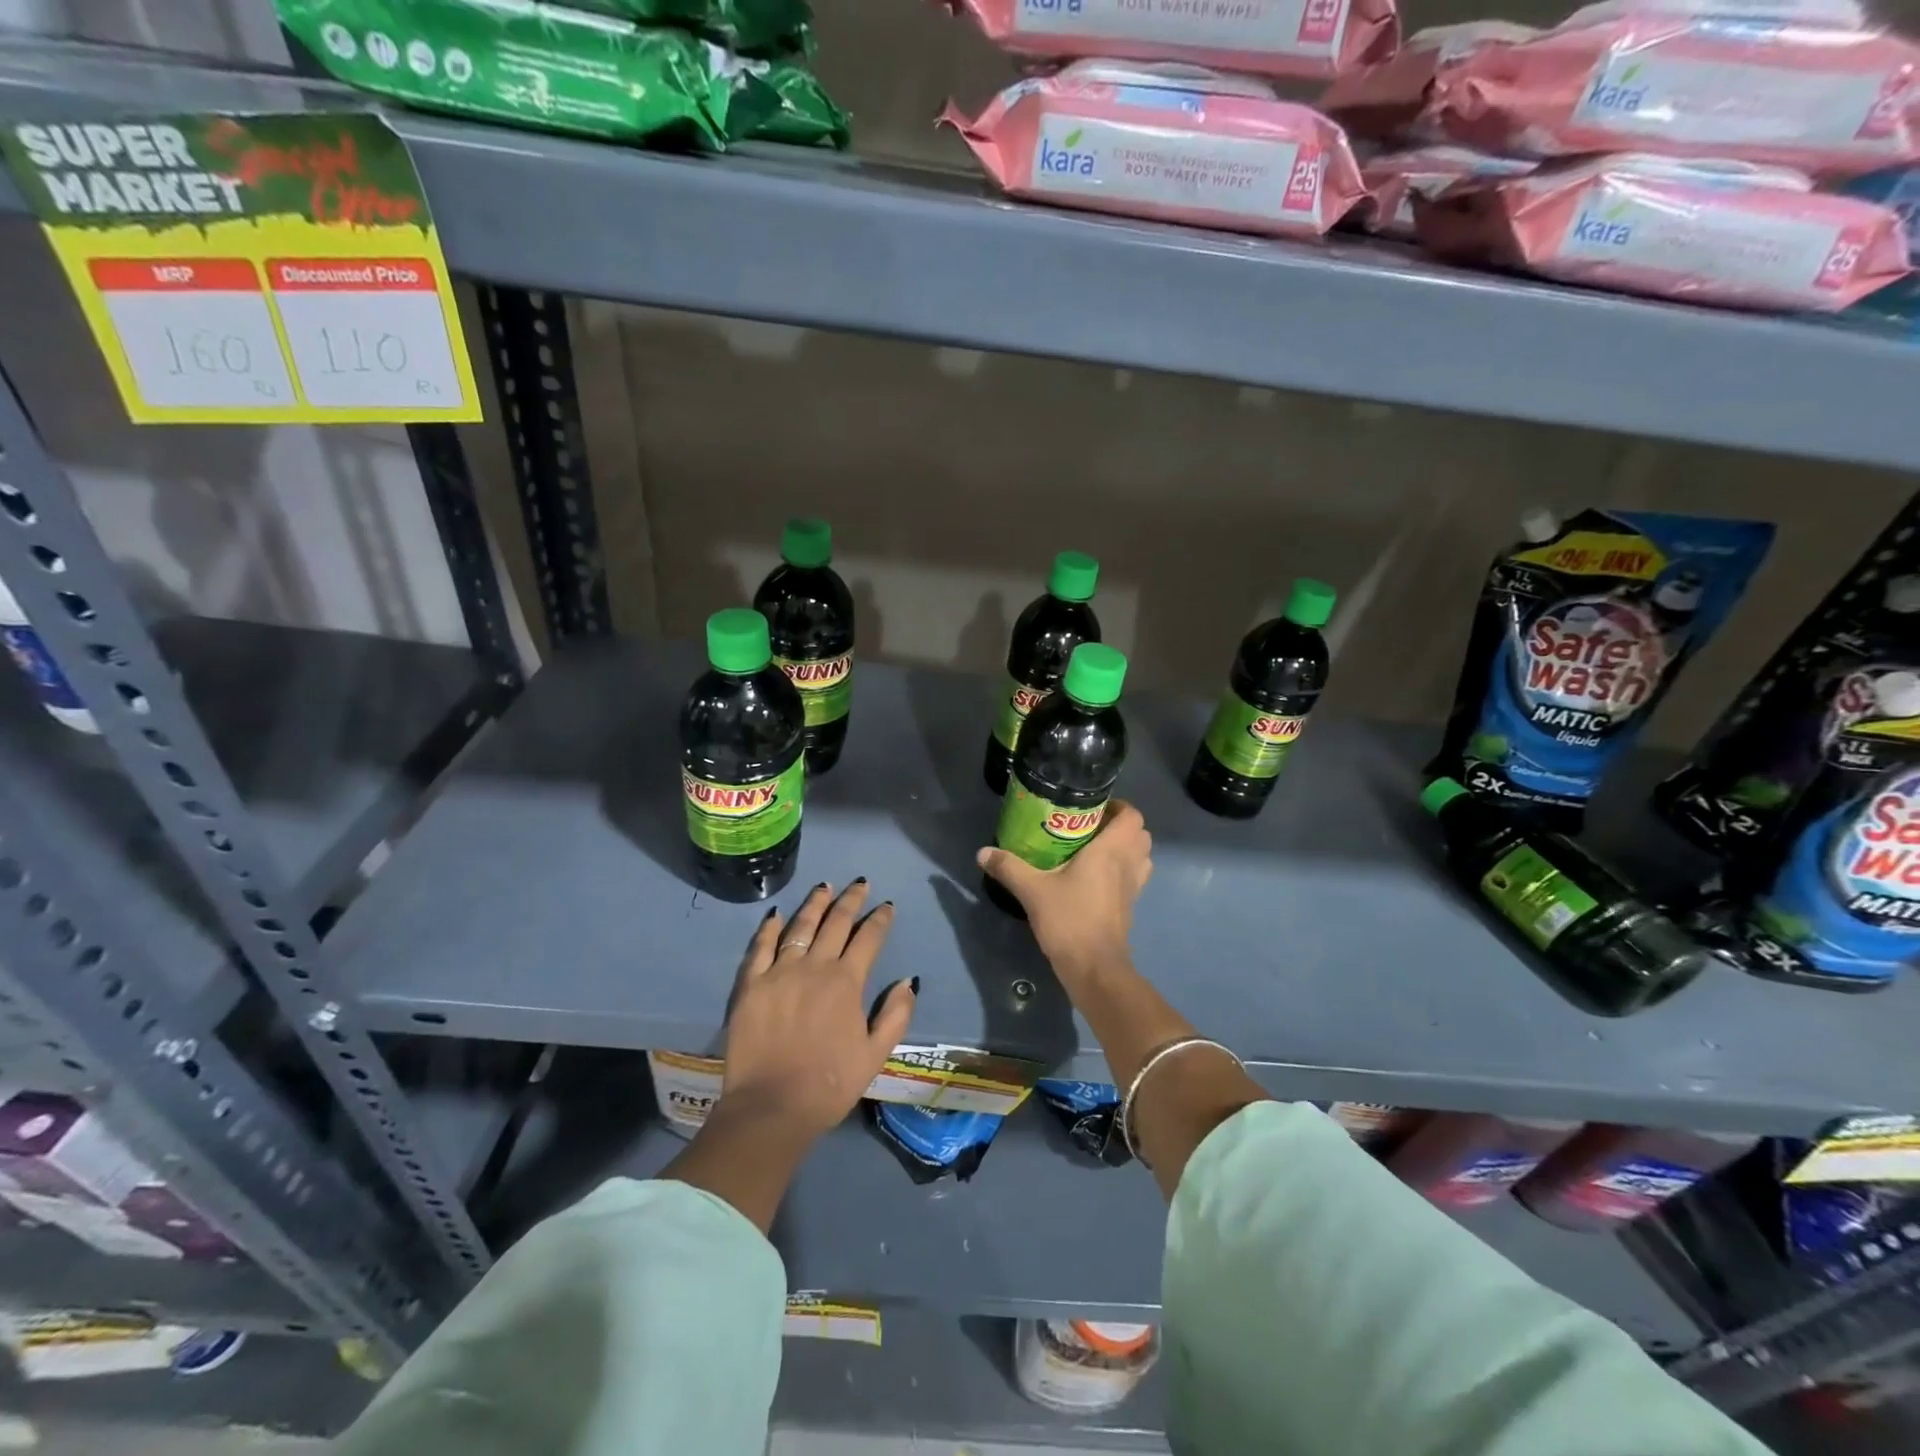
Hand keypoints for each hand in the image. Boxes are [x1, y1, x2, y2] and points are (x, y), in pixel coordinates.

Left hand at [720, 881, 916, 1142]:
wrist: (771, 1107)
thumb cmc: (829, 1084)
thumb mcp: (875, 1055)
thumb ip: (895, 1014)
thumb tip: (908, 980)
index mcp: (847, 982)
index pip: (868, 939)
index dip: (880, 919)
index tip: (887, 905)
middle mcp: (814, 967)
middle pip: (836, 923)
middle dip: (851, 900)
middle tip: (860, 884)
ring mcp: (779, 972)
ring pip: (800, 926)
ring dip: (815, 904)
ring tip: (824, 886)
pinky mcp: (751, 984)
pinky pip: (761, 947)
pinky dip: (770, 928)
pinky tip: (777, 915)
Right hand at [976, 800, 1152, 980]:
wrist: (1094, 968)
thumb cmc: (1069, 920)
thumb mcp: (1032, 890)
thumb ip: (1009, 867)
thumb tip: (983, 852)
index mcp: (1111, 851)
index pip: (1132, 816)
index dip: (1119, 806)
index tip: (1093, 807)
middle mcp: (1128, 864)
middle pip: (1140, 834)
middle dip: (1120, 826)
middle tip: (1090, 826)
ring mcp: (1133, 887)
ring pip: (1140, 856)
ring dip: (1125, 848)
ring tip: (1094, 849)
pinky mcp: (1130, 906)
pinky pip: (1134, 877)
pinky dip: (1122, 870)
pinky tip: (1093, 877)